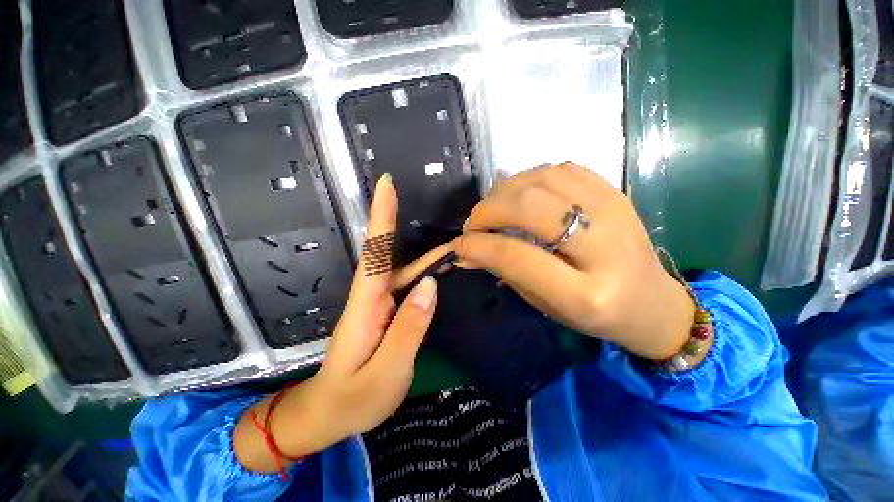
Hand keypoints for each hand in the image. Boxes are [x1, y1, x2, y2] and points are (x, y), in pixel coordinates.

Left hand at [235, 174, 442, 471]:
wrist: (327, 415)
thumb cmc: (351, 400)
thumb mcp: (384, 372)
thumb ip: (409, 328)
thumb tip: (430, 285)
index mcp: (365, 306)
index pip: (374, 252)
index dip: (381, 217)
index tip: (387, 186)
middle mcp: (371, 297)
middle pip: (390, 255)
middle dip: (409, 229)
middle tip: (435, 212)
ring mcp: (379, 305)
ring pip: (404, 271)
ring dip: (428, 256)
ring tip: (456, 245)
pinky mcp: (386, 314)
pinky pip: (408, 287)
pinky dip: (425, 274)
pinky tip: (441, 271)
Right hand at [455, 162, 695, 360]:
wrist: (652, 303)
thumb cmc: (595, 316)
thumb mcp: (546, 304)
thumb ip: (506, 272)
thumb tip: (467, 250)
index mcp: (586, 294)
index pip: (516, 256)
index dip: (479, 245)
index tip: (459, 244)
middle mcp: (604, 247)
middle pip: (530, 208)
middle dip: (488, 211)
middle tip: (474, 225)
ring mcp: (615, 211)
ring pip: (544, 179)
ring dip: (505, 190)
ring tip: (494, 208)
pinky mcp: (616, 193)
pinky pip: (563, 169)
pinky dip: (531, 177)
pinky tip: (522, 194)